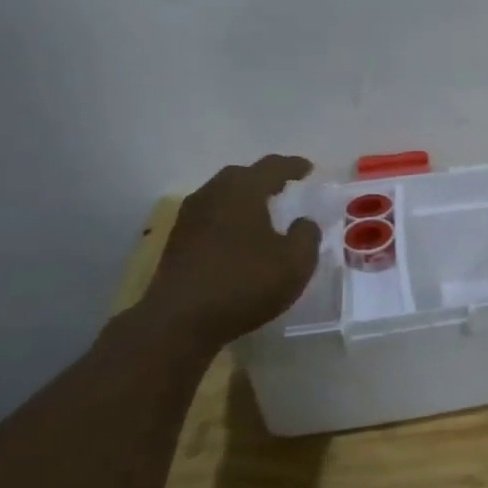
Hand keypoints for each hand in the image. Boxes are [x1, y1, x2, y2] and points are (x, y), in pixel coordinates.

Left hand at [139, 156, 321, 346]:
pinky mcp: (178, 241)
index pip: (273, 167)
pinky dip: (229, 218)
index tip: (309, 169)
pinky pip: (211, 217)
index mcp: (243, 190)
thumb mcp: (295, 263)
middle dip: (265, 178)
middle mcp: (213, 194)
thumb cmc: (244, 284)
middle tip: (285, 187)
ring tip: (263, 212)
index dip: (294, 166)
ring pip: (222, 195)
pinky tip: (238, 237)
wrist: (179, 321)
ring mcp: (190, 217)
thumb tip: (303, 222)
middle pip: (242, 175)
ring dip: (244, 199)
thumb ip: (307, 236)